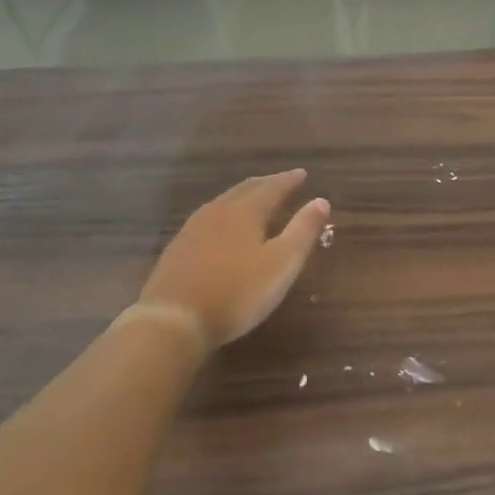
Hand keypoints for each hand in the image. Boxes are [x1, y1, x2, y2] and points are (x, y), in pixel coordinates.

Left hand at [134, 171, 330, 351]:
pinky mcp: (177, 249)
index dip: (289, 180)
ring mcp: (193, 229)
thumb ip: (303, 231)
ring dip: (243, 197)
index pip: (272, 187)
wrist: (173, 320)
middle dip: (266, 184)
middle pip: (245, 190)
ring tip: (256, 200)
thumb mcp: (282, 263)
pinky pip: (207, 220)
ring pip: (223, 203)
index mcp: (245, 211)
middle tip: (282, 182)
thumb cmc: (237, 292)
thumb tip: (321, 201)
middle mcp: (217, 212)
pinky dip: (224, 215)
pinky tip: (223, 229)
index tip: (303, 173)